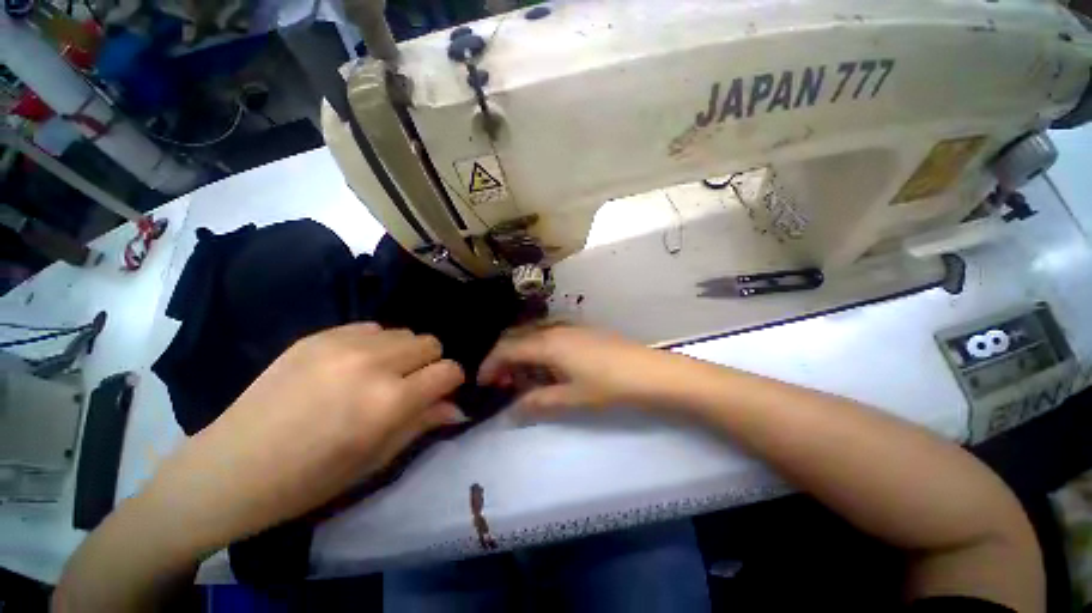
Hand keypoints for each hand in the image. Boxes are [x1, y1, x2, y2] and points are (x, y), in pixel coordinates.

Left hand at [143, 323, 466, 554]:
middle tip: (409, 385)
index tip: (442, 391)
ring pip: (403, 332)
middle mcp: (373, 364)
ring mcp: (342, 345)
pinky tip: (353, 365)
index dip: (451, 381)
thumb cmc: (311, 479)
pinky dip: (375, 344)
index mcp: (389, 402)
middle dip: (429, 363)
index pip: (448, 370)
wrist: (232, 468)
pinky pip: (370, 328)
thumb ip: (423, 423)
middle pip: (430, 343)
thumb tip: (458, 407)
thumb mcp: (377, 459)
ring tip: (379, 375)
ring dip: (403, 352)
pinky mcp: (318, 335)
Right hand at [478, 325, 702, 415]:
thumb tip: (511, 411)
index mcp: (547, 343)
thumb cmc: (609, 385)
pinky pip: (550, 336)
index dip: (490, 365)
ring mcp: (570, 327)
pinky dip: (539, 351)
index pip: (507, 349)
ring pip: (533, 336)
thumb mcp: (570, 398)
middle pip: (517, 337)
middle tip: (502, 384)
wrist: (650, 373)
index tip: (482, 383)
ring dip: (522, 355)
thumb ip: (537, 403)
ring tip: (524, 380)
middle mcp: (555, 328)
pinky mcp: (582, 331)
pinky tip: (547, 369)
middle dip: (503, 359)